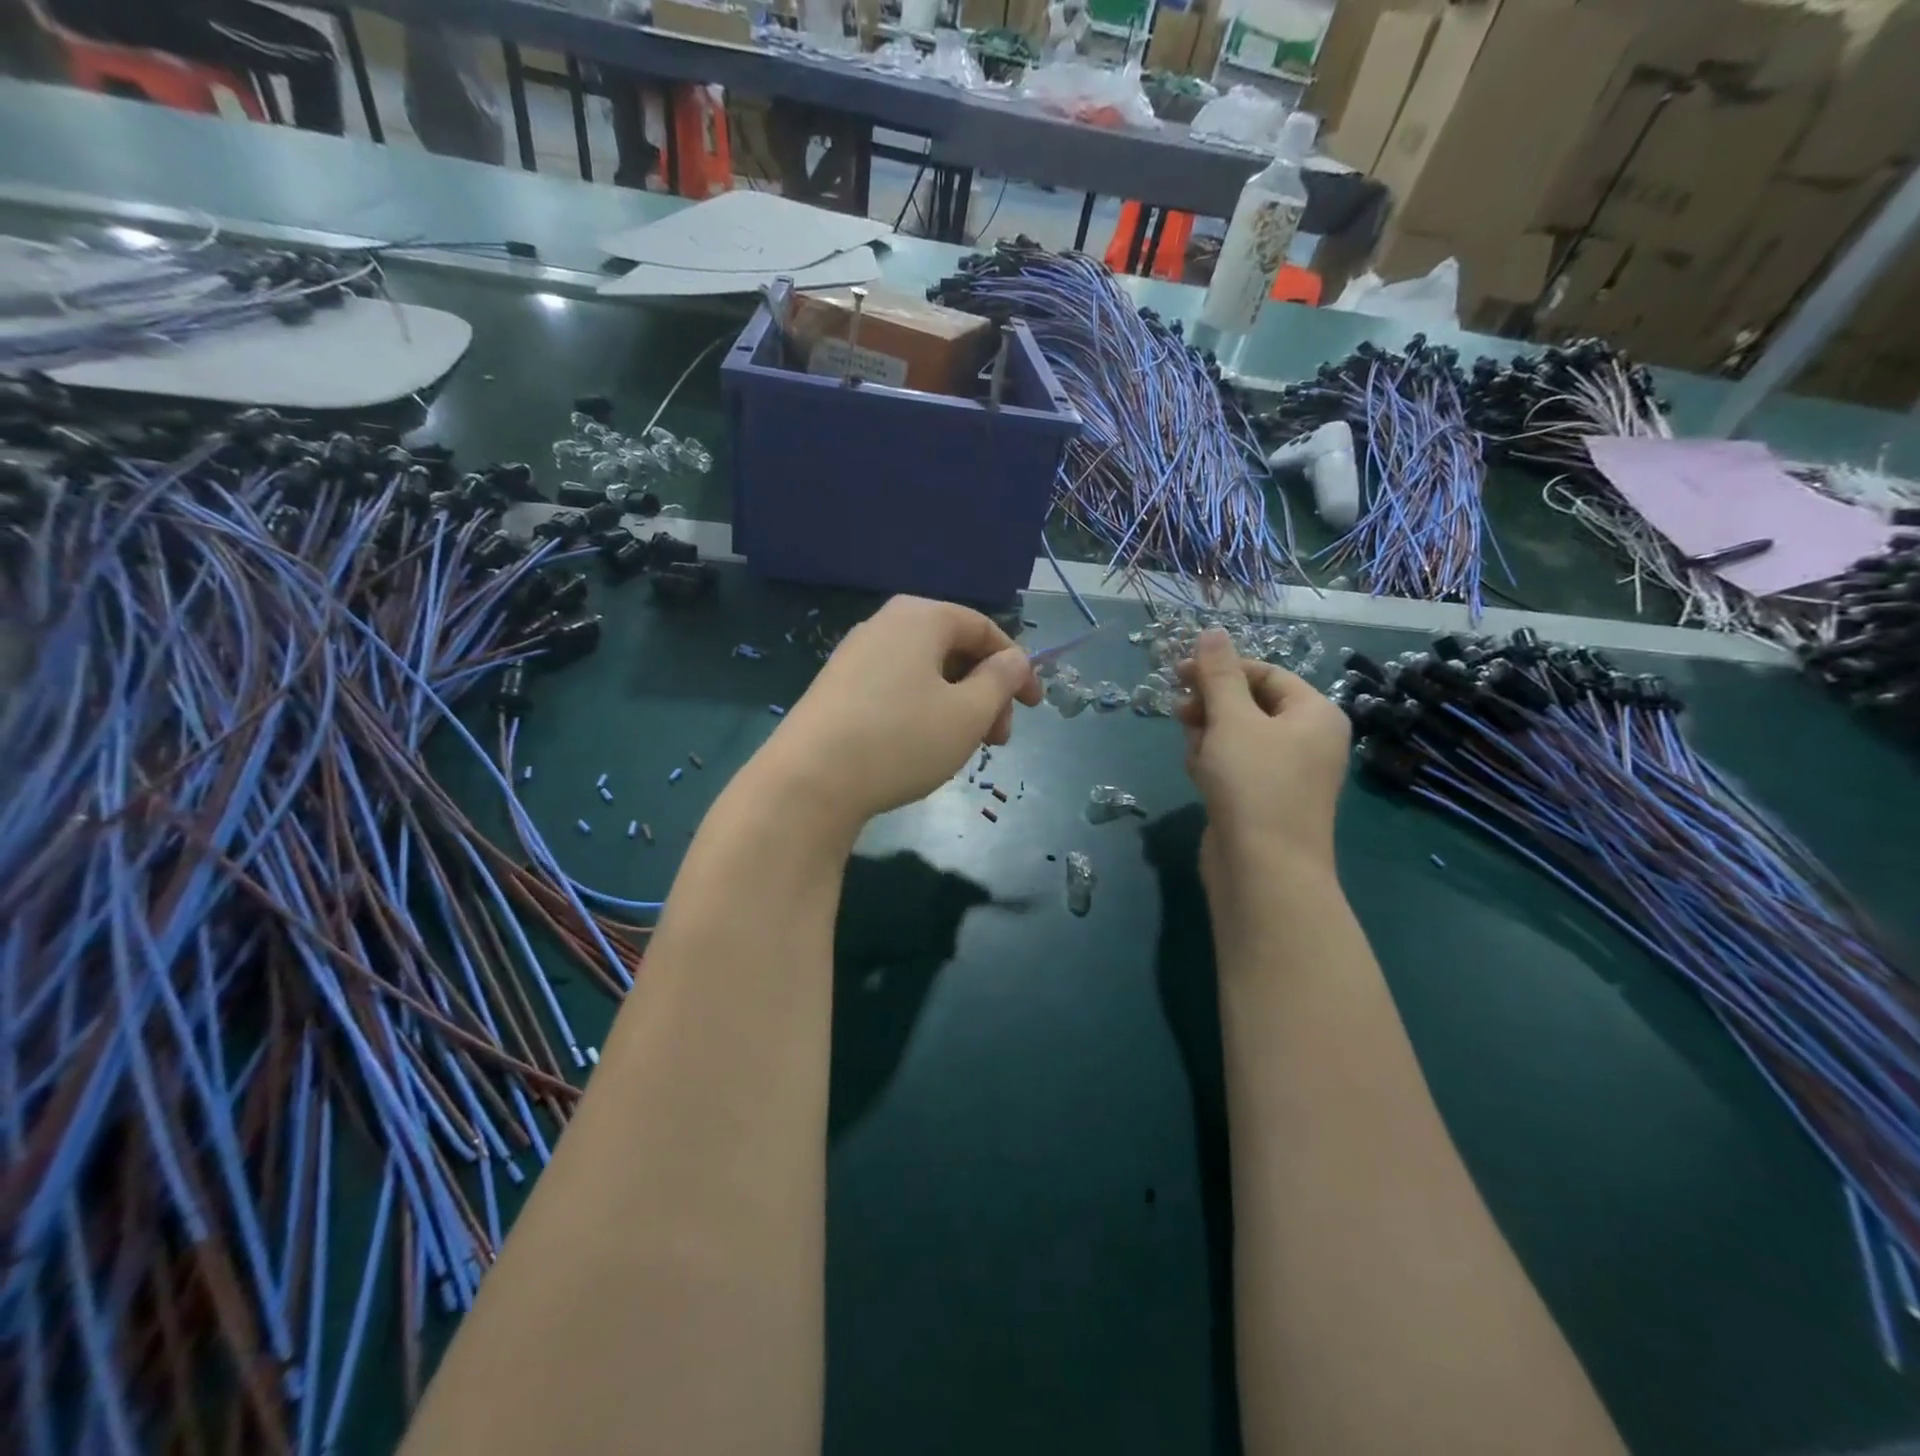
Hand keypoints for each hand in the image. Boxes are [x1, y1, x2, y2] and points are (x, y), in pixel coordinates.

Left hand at [760, 596, 1041, 833]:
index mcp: (921, 616)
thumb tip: (1015, 660)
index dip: (1017, 668)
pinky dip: (923, 711)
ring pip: (926, 674)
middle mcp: (885, 624)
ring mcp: (855, 655)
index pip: (985, 630)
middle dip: (986, 693)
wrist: (808, 781)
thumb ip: (1001, 680)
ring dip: (957, 706)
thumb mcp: (967, 713)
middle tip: (997, 740)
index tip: (1034, 708)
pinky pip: (896, 688)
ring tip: (963, 749)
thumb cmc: (900, 740)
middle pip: (955, 651)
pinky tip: (922, 748)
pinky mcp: (837, 688)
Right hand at [1174, 627, 1350, 883]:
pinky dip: (1213, 763)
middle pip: (1250, 704)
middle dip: (1211, 706)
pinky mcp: (1264, 800)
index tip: (1178, 674)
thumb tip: (1212, 632)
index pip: (1265, 674)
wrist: (1263, 869)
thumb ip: (1218, 674)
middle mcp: (1307, 740)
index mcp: (1314, 714)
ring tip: (1195, 753)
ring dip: (1208, 735)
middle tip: (1179, 712)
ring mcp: (1287, 773)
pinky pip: (1235, 766)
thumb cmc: (1253, 783)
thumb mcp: (1232, 719)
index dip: (1221, 670)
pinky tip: (1197, 774)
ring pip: (1237, 736)